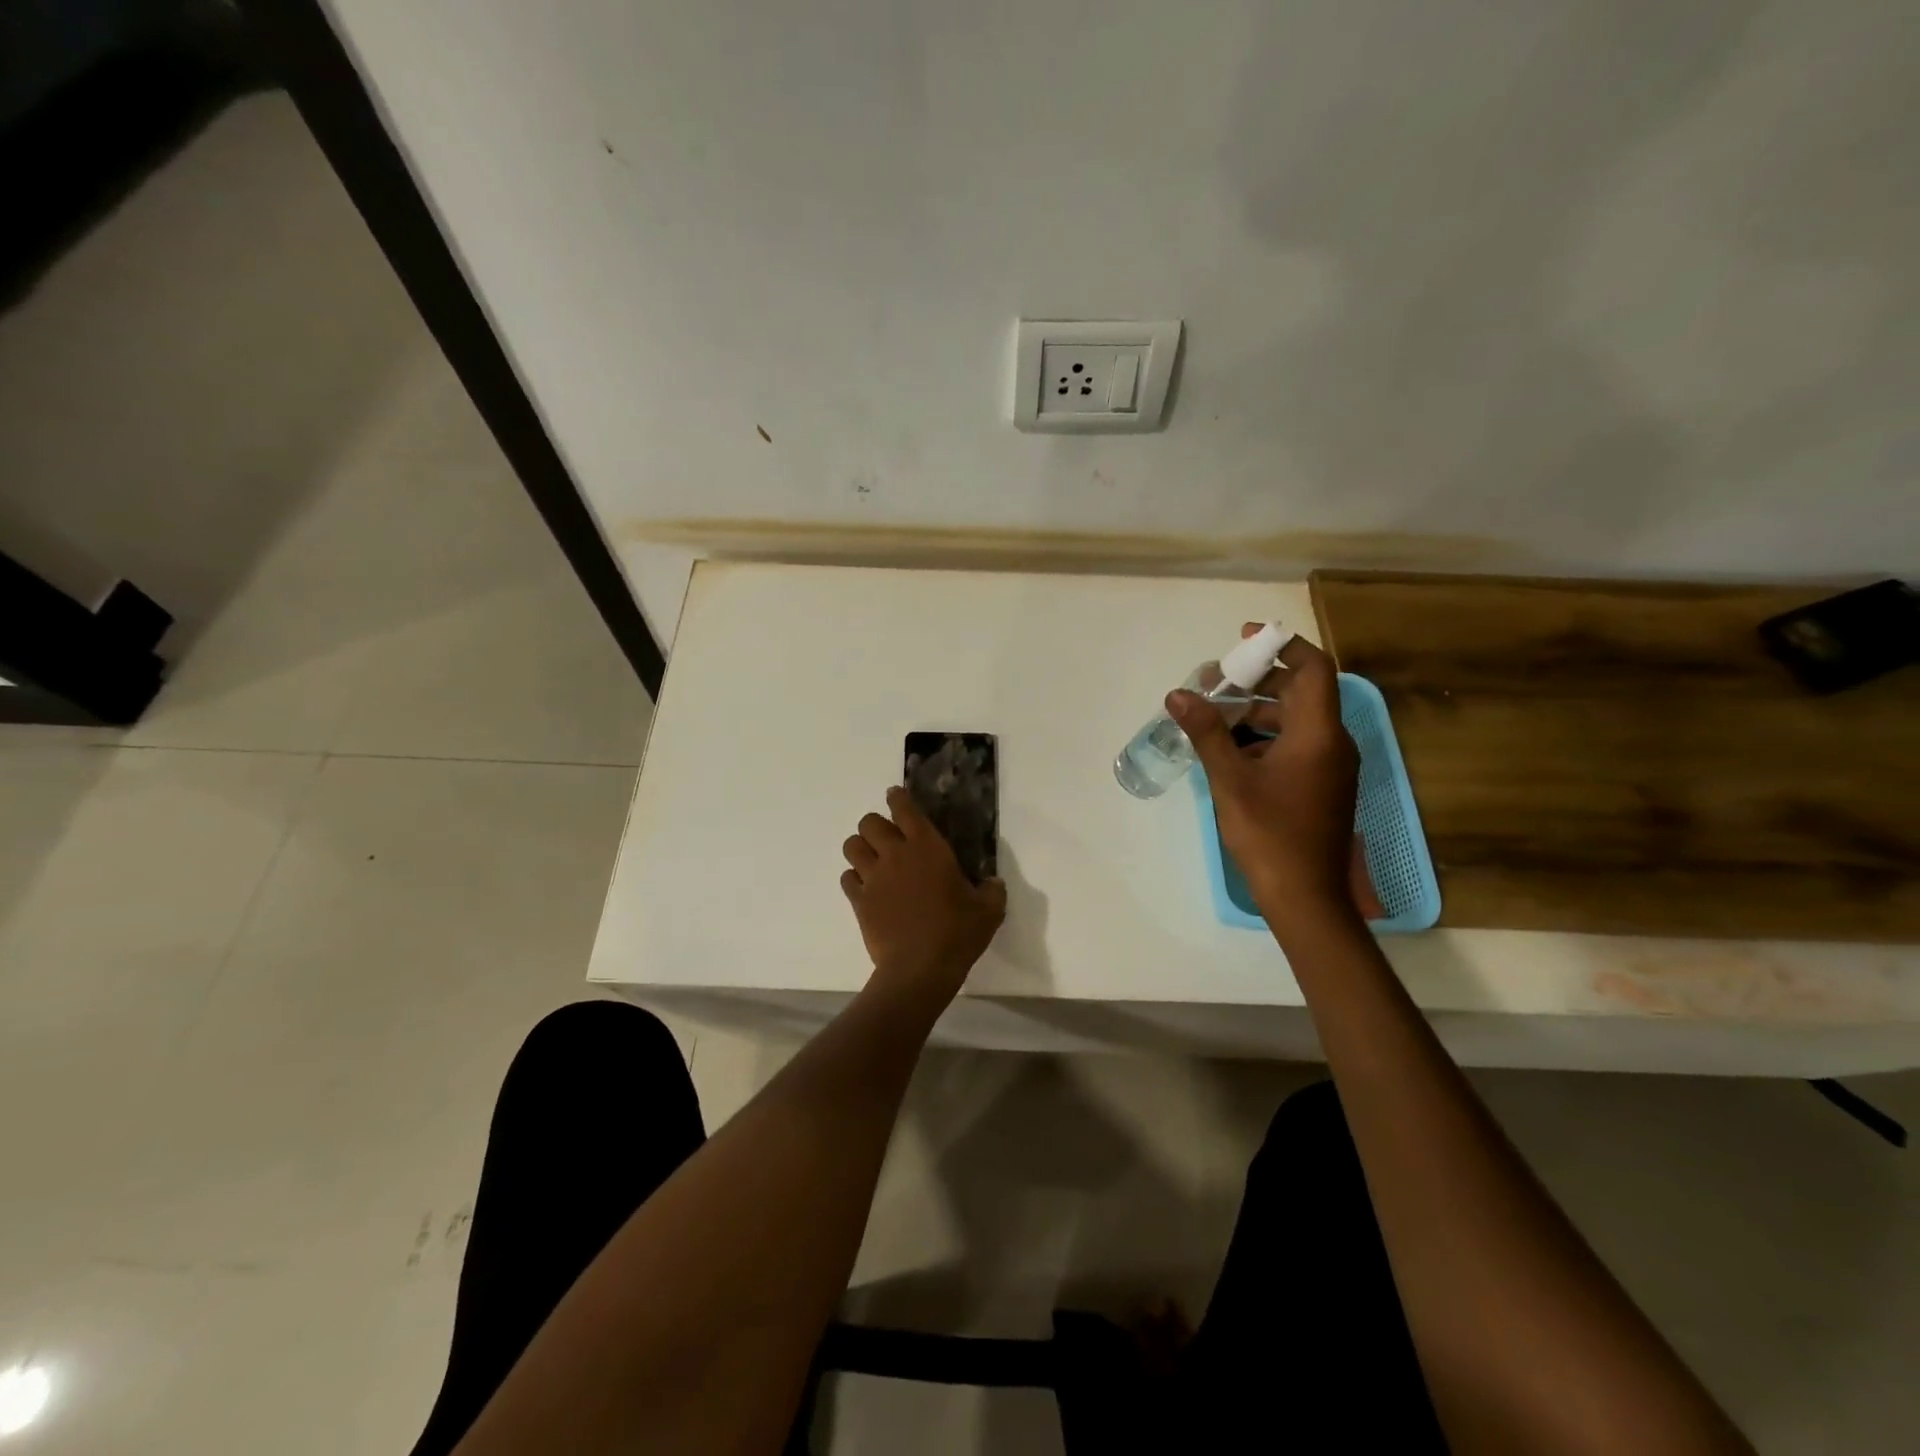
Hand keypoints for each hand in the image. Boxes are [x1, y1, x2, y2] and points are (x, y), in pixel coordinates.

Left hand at [841, 786, 1006, 1005]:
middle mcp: (895, 854)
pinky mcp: (859, 901)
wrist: (920, 969)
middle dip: (876, 826)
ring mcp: (873, 877)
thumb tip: (993, 883)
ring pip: (852, 846)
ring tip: (872, 860)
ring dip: (860, 849)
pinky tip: (866, 889)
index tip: (896, 796)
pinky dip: (854, 879)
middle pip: (869, 822)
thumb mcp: (988, 910)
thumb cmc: (957, 933)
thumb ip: (992, 890)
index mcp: (927, 847)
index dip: (897, 798)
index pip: (904, 808)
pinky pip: (847, 878)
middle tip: (888, 839)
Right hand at [1168, 628, 1367, 937]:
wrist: (1305, 896)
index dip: (1282, 644)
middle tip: (1216, 682)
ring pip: (1297, 720)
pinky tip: (1232, 751)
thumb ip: (1207, 732)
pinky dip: (1266, 737)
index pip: (1313, 668)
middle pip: (1301, 692)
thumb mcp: (1230, 780)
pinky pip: (1297, 744)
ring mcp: (1331, 766)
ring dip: (1258, 711)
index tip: (1245, 638)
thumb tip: (1178, 694)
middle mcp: (1333, 743)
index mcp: (1319, 734)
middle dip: (1258, 680)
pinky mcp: (1323, 786)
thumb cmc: (1269, 834)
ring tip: (1215, 716)